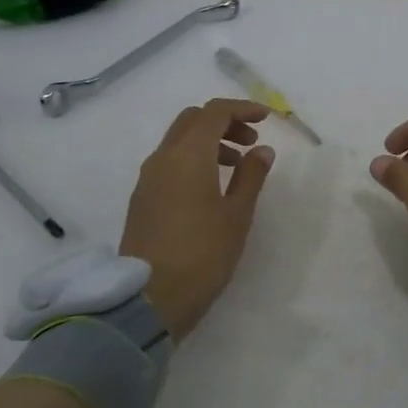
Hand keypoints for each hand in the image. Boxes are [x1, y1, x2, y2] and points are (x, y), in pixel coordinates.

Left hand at [120, 98, 274, 337]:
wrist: (149, 298)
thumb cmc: (202, 254)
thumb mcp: (237, 215)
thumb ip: (251, 176)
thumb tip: (262, 150)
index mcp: (188, 155)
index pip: (214, 112)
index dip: (242, 108)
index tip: (266, 119)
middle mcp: (162, 158)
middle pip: (192, 120)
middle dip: (224, 122)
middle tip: (251, 142)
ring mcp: (147, 178)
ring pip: (178, 140)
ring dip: (208, 141)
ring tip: (236, 167)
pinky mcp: (141, 199)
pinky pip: (168, 162)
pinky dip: (192, 159)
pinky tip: (210, 187)